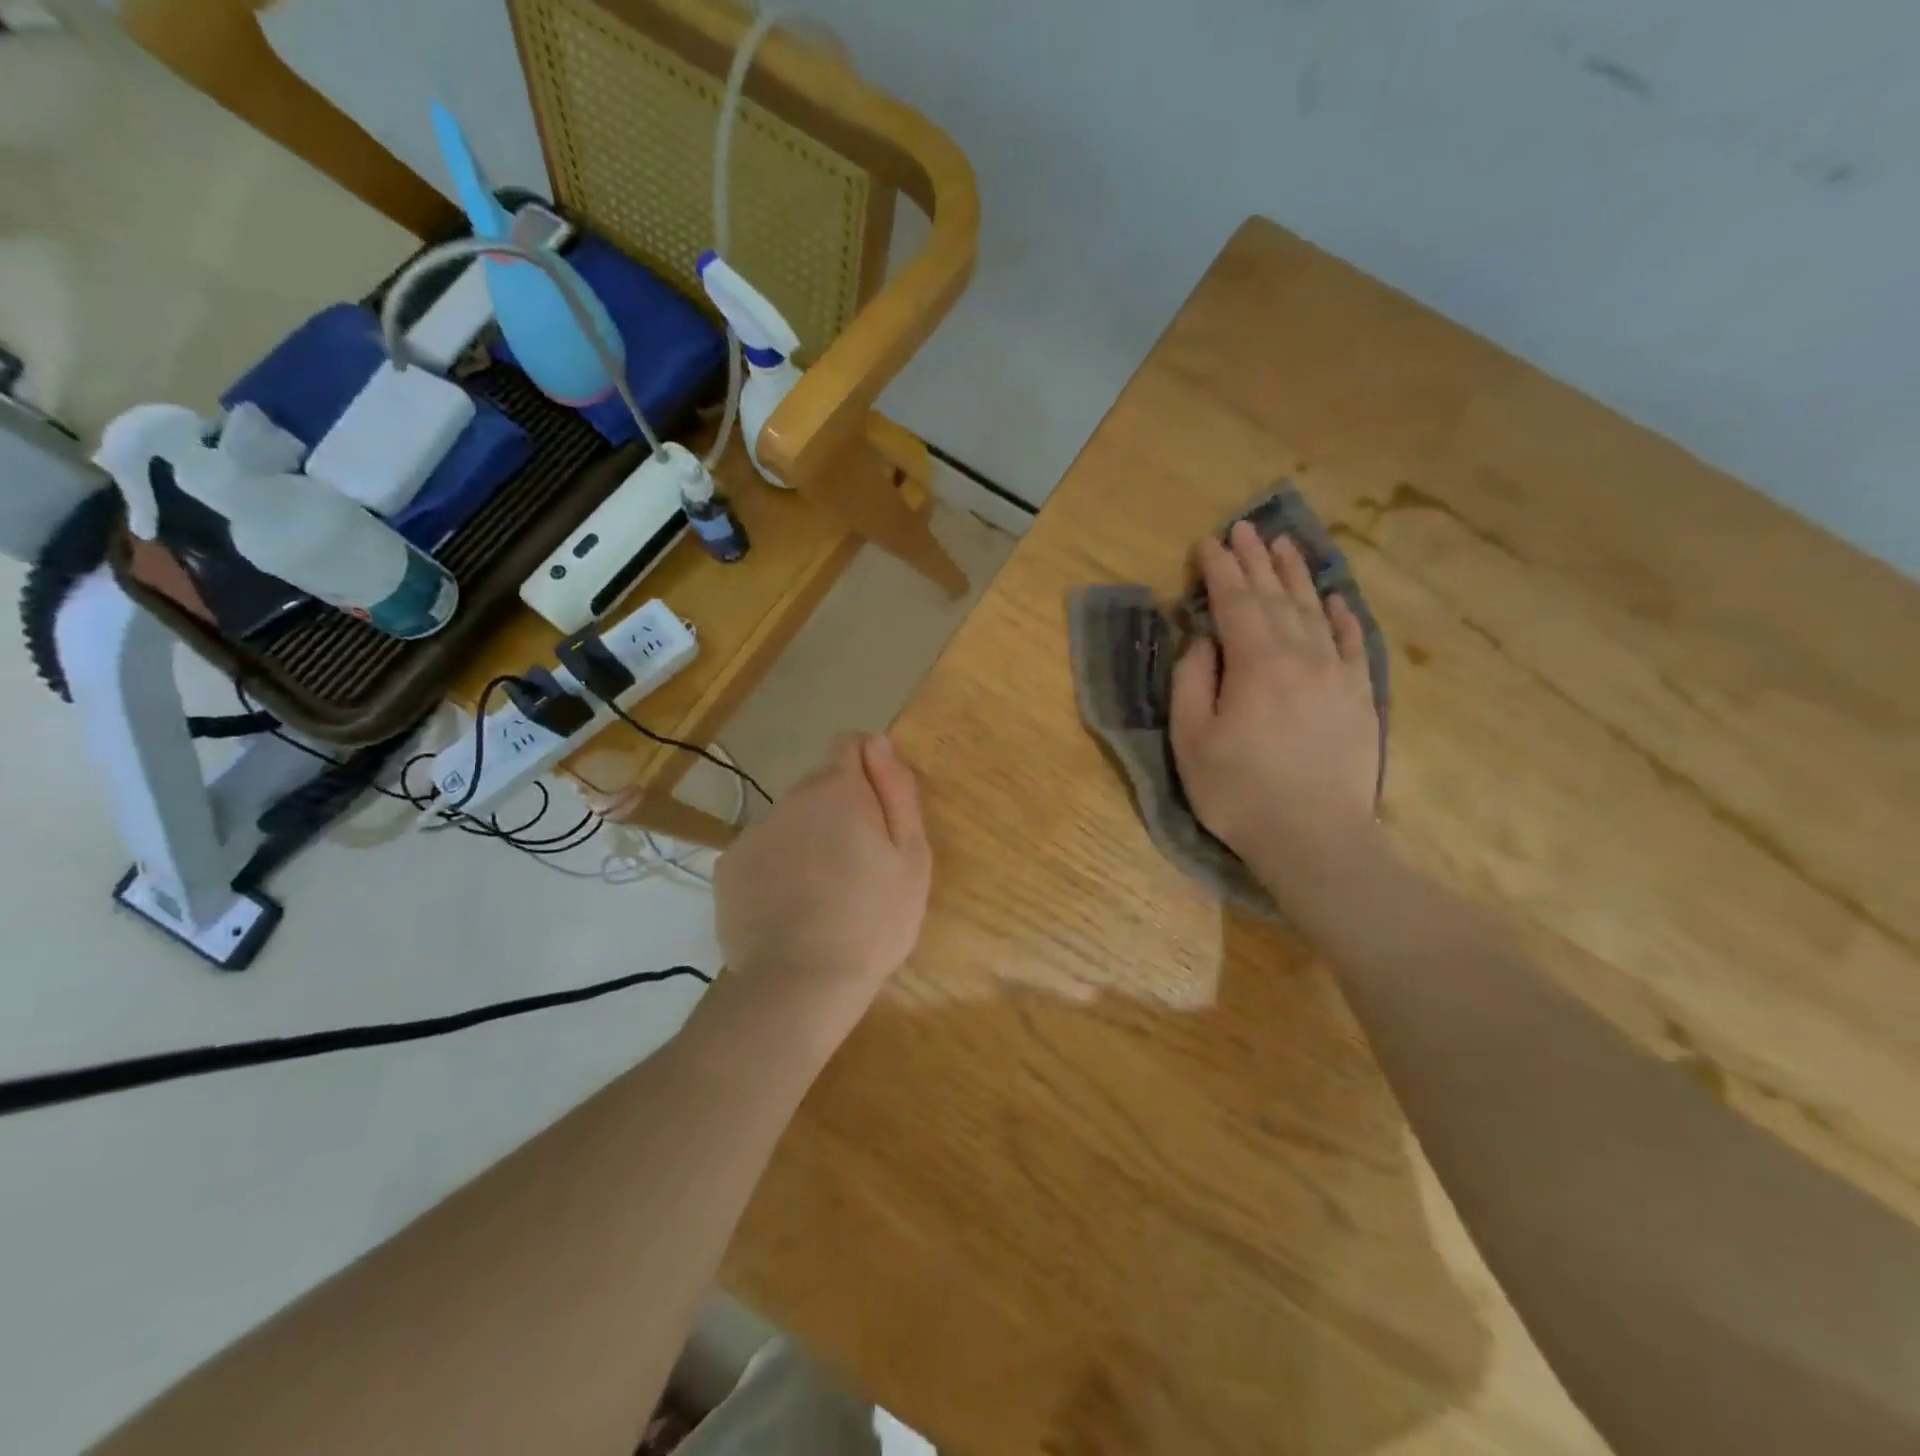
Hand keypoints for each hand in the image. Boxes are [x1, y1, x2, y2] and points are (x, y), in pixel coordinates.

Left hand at [713, 733, 931, 1028]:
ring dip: (808, 839)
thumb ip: (897, 790)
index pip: (850, 744)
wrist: (799, 984)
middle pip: (820, 787)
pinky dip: (777, 868)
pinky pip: (763, 852)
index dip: (869, 769)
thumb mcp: (911, 856)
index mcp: (838, 790)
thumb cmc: (872, 920)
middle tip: (860, 866)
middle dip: (840, 811)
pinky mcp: (729, 868)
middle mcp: (790, 799)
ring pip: (791, 821)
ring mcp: (754, 833)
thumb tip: (878, 741)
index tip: (879, 812)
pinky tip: (791, 908)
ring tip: (825, 893)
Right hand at [1169, 521, 1380, 878]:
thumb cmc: (1239, 792)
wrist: (1316, 839)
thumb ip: (1193, 681)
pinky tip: (1335, 598)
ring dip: (1296, 576)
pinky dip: (1343, 616)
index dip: (1219, 569)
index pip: (1234, 602)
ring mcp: (1337, 674)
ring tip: (1283, 545)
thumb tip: (1204, 639)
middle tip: (1244, 527)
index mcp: (1255, 663)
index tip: (1207, 542)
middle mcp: (1300, 655)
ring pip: (1314, 611)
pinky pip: (1353, 643)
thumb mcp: (1192, 740)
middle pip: (1275, 597)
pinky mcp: (1360, 698)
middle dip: (1255, 560)